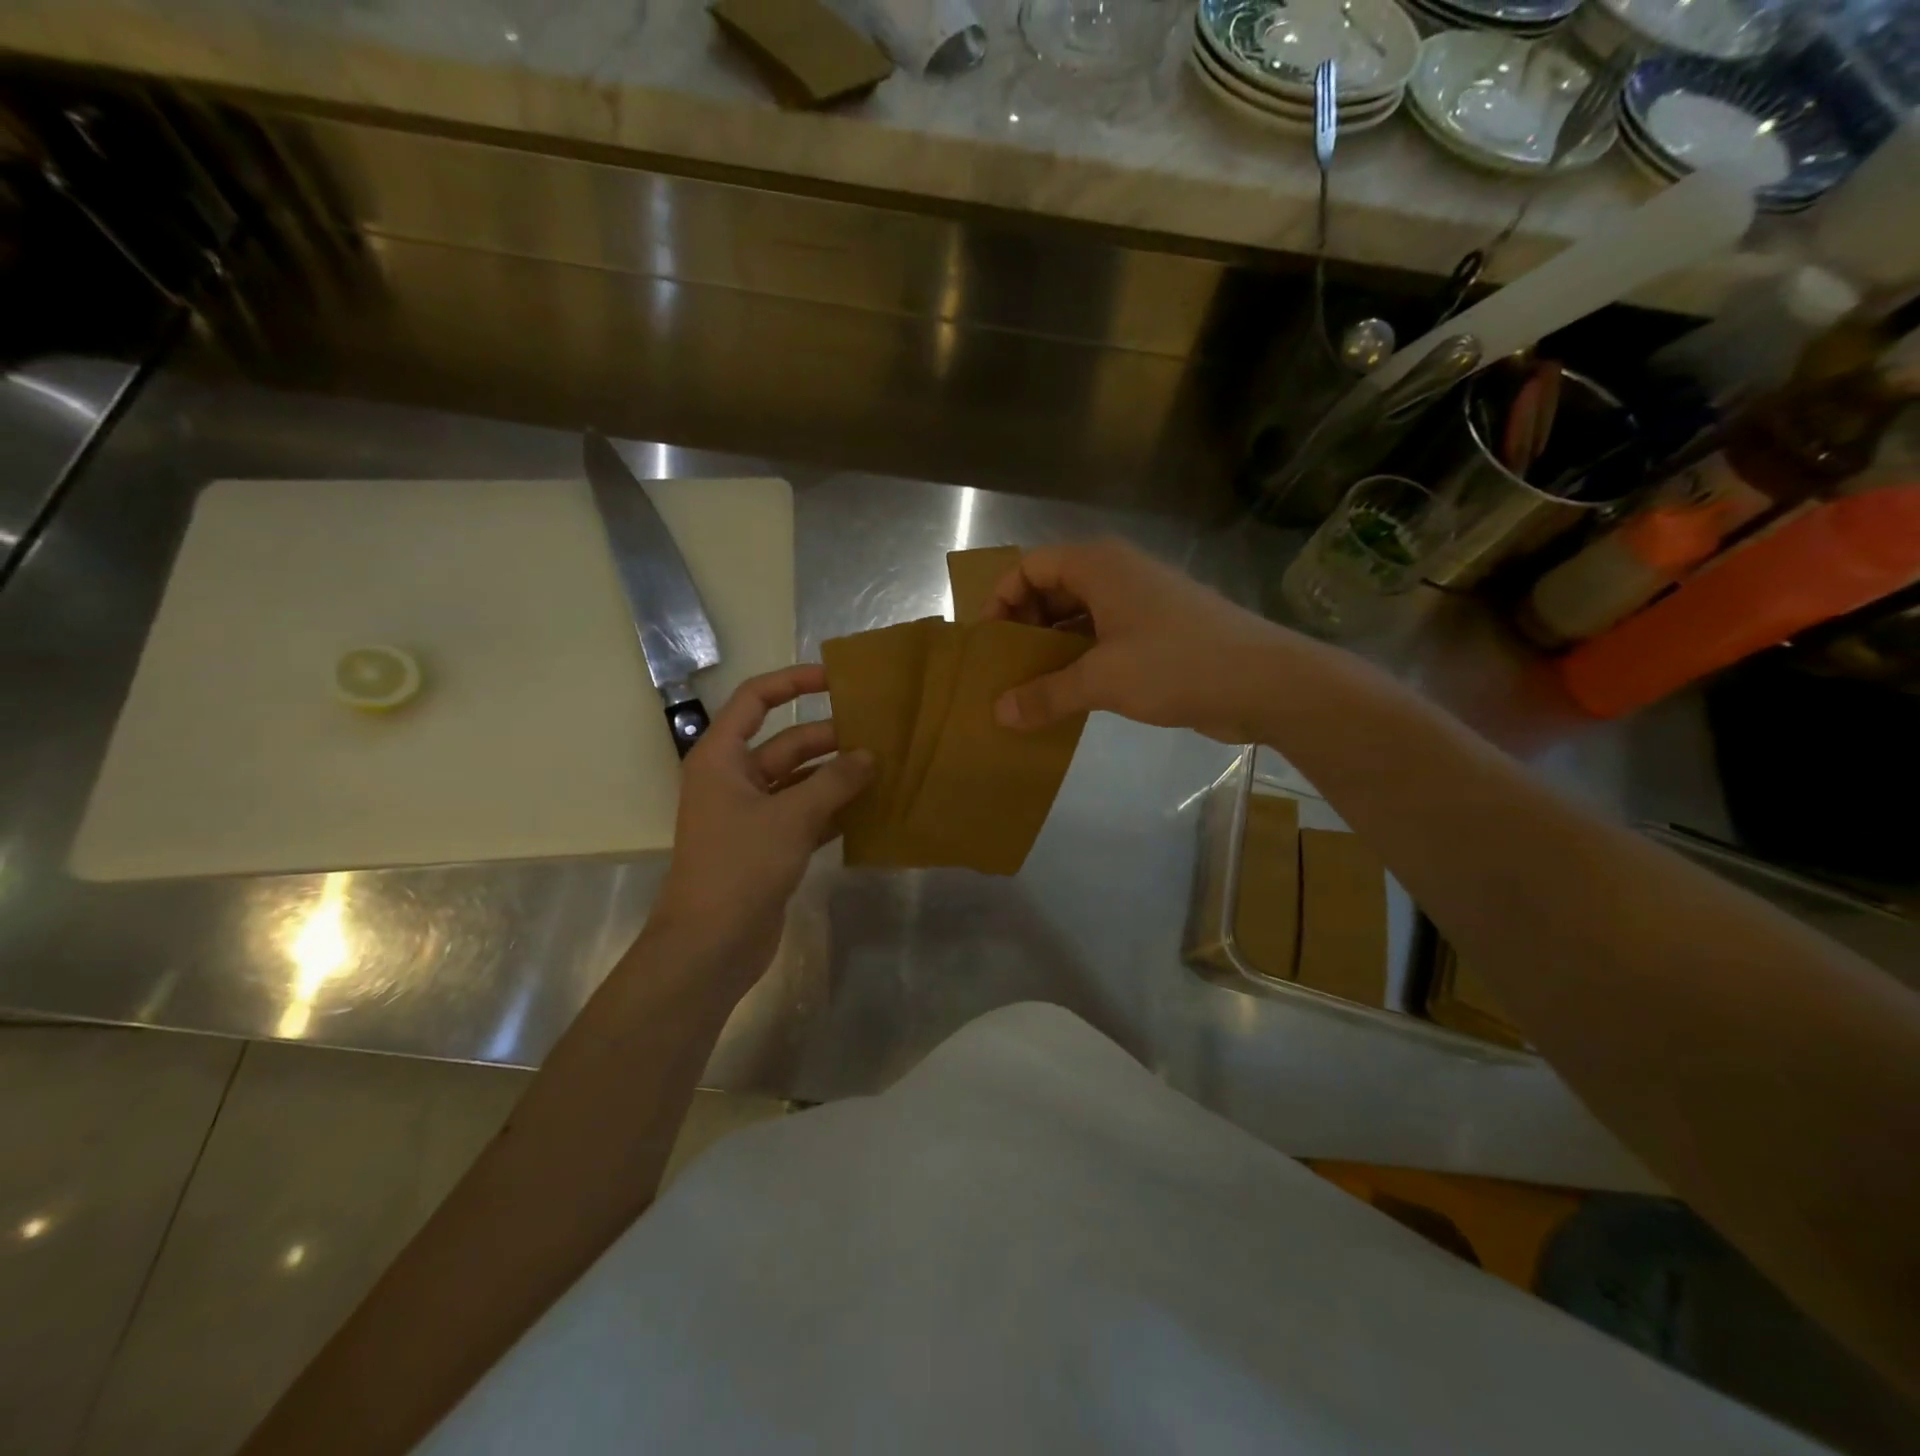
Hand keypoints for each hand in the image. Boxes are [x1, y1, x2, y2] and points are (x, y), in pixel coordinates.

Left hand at [652, 665, 872, 996]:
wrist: (710, 945)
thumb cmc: (740, 867)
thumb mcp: (790, 817)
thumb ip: (834, 782)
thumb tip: (870, 755)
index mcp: (722, 758)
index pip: (756, 700)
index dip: (793, 682)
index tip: (836, 679)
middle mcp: (734, 779)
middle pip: (787, 743)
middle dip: (831, 738)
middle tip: (881, 734)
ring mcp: (751, 815)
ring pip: (801, 781)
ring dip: (838, 776)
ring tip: (885, 768)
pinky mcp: (768, 846)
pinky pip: (806, 814)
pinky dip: (834, 810)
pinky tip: (872, 808)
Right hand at [984, 538, 1292, 742]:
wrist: (1266, 682)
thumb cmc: (1177, 664)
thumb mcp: (1103, 680)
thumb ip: (1046, 695)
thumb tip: (998, 713)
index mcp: (1099, 566)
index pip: (1030, 566)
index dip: (1002, 599)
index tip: (989, 643)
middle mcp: (1117, 576)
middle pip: (1052, 590)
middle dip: (1024, 627)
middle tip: (1005, 670)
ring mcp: (1140, 605)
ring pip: (1078, 618)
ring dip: (1051, 649)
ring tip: (1027, 688)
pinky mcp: (1157, 635)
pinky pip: (1103, 640)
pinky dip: (1079, 662)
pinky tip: (1065, 697)